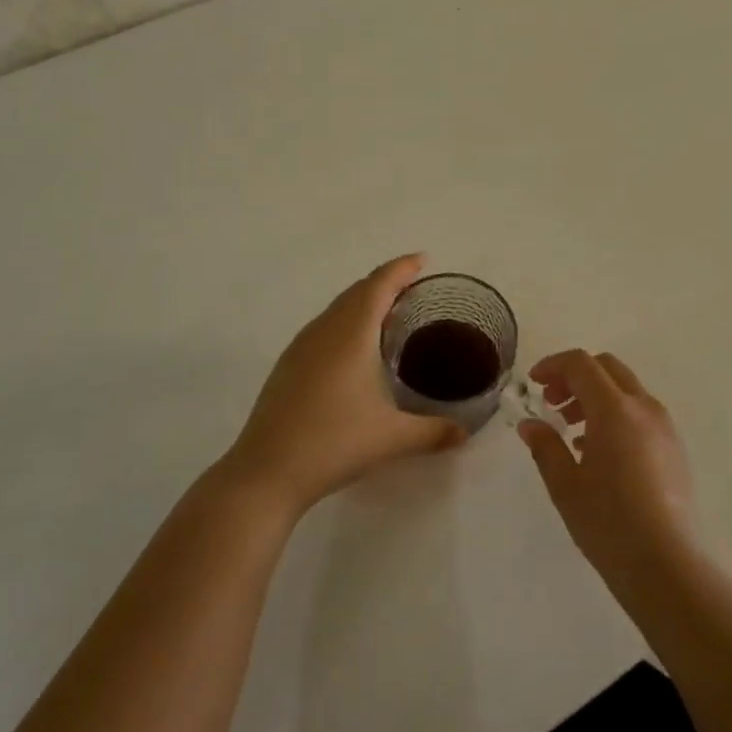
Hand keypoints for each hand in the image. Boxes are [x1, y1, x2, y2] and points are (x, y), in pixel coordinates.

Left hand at [220, 255, 461, 516]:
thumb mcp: (392, 438)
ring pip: (337, 308)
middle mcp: (324, 330)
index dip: (401, 268)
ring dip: (363, 301)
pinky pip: (323, 326)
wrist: (266, 471)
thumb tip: (464, 433)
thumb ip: (433, 432)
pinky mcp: (288, 364)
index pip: (379, 285)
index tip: (422, 260)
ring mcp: (301, 346)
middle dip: (385, 282)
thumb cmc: (333, 444)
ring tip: (389, 313)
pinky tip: (354, 348)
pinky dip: (346, 321)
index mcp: (351, 334)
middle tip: (413, 287)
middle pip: (357, 291)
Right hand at [519, 350, 698, 593]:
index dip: (553, 365)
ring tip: (571, 429)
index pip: (581, 364)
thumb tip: (530, 425)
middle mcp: (643, 408)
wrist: (667, 566)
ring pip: (625, 389)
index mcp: (615, 409)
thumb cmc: (609, 523)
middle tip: (552, 402)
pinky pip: (640, 412)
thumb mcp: (565, 485)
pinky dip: (615, 413)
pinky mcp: (674, 448)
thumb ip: (545, 446)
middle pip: (607, 368)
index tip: (533, 383)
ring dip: (595, 395)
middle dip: (575, 376)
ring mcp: (664, 427)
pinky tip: (598, 450)